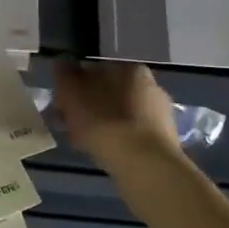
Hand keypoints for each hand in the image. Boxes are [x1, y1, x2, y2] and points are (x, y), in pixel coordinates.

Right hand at [53, 59, 181, 167]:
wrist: (144, 165)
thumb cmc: (104, 123)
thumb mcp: (73, 95)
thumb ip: (65, 75)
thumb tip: (63, 62)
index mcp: (129, 68)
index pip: (96, 70)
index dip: (76, 86)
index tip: (63, 104)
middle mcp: (151, 85)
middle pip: (111, 93)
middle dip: (92, 106)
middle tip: (72, 125)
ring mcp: (161, 114)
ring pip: (123, 115)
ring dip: (106, 124)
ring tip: (87, 143)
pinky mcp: (165, 140)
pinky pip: (134, 136)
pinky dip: (120, 142)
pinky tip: (108, 154)